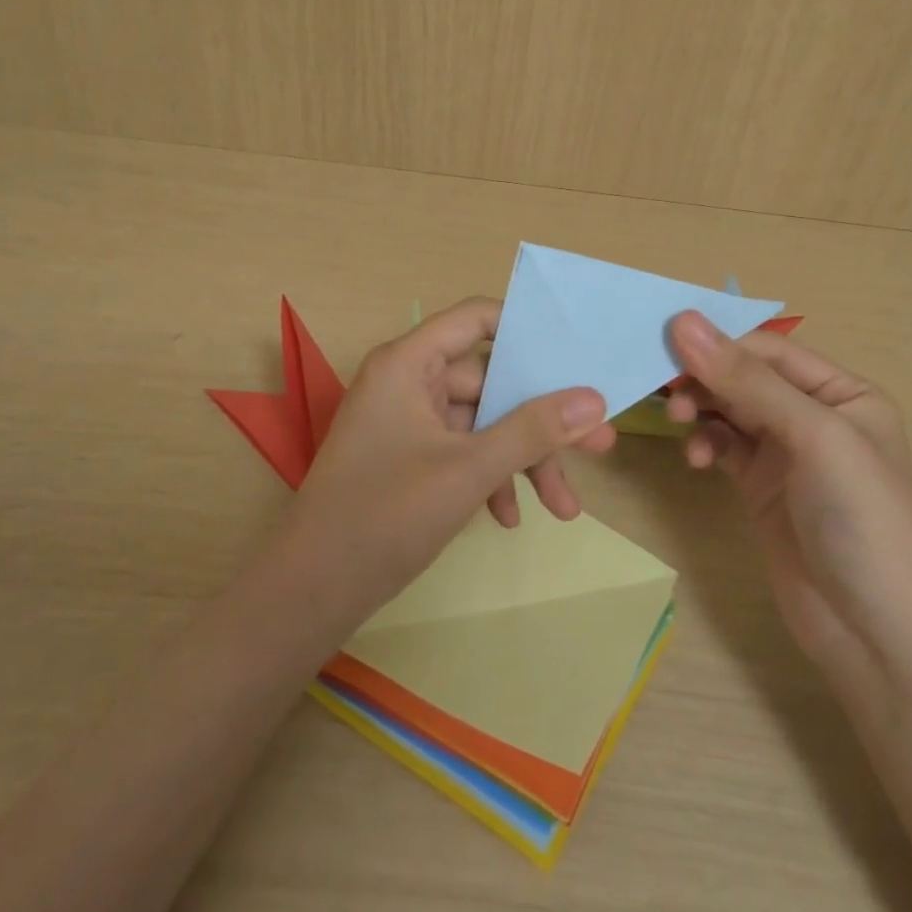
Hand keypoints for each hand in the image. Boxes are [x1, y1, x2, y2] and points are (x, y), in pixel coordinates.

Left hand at [285, 297, 613, 616]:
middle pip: (490, 382)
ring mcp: (406, 422)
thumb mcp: (469, 470)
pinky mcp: (408, 459)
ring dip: (522, 460)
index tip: (577, 354)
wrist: (312, 592)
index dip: (527, 329)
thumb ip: (532, 430)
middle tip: (600, 445)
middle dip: (542, 420)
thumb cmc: (385, 515)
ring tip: (565, 507)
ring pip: (481, 425)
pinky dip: (490, 478)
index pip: (476, 319)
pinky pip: (461, 452)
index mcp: (409, 363)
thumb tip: (595, 399)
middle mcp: (407, 382)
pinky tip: (509, 518)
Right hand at [665, 312, 911, 663]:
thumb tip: (684, 321)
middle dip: (705, 378)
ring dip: (700, 409)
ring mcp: (785, 454)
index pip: (770, 350)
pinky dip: (705, 445)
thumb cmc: (861, 519)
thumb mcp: (812, 437)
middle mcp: (814, 416)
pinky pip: (722, 447)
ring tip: (678, 421)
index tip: (665, 342)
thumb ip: (746, 380)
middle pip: (745, 377)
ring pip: (728, 410)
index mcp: (843, 393)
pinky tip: (696, 460)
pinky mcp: (760, 486)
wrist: (874, 633)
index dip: (721, 343)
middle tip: (663, 386)